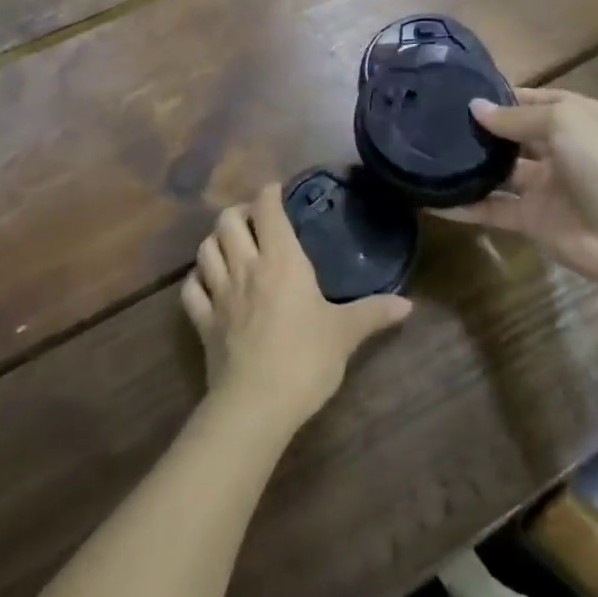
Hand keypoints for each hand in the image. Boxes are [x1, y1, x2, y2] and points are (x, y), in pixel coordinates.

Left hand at [181, 184, 411, 433]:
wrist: (256, 405)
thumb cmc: (306, 359)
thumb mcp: (345, 334)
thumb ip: (373, 313)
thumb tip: (408, 305)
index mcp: (281, 260)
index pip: (267, 209)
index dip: (268, 194)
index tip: (276, 191)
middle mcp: (246, 266)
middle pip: (227, 221)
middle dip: (239, 212)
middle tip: (254, 221)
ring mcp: (219, 293)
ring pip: (205, 249)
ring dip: (215, 240)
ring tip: (230, 245)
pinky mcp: (202, 322)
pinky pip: (190, 290)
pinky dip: (197, 279)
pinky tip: (206, 283)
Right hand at [437, 88, 597, 282]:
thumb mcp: (562, 122)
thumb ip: (515, 117)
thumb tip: (474, 108)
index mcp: (573, 118)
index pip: (530, 100)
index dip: (498, 96)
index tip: (457, 92)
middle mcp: (557, 148)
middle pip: (511, 135)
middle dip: (479, 129)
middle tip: (432, 121)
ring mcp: (543, 186)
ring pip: (498, 172)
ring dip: (469, 166)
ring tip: (425, 154)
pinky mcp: (531, 220)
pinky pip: (492, 208)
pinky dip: (464, 206)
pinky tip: (432, 201)